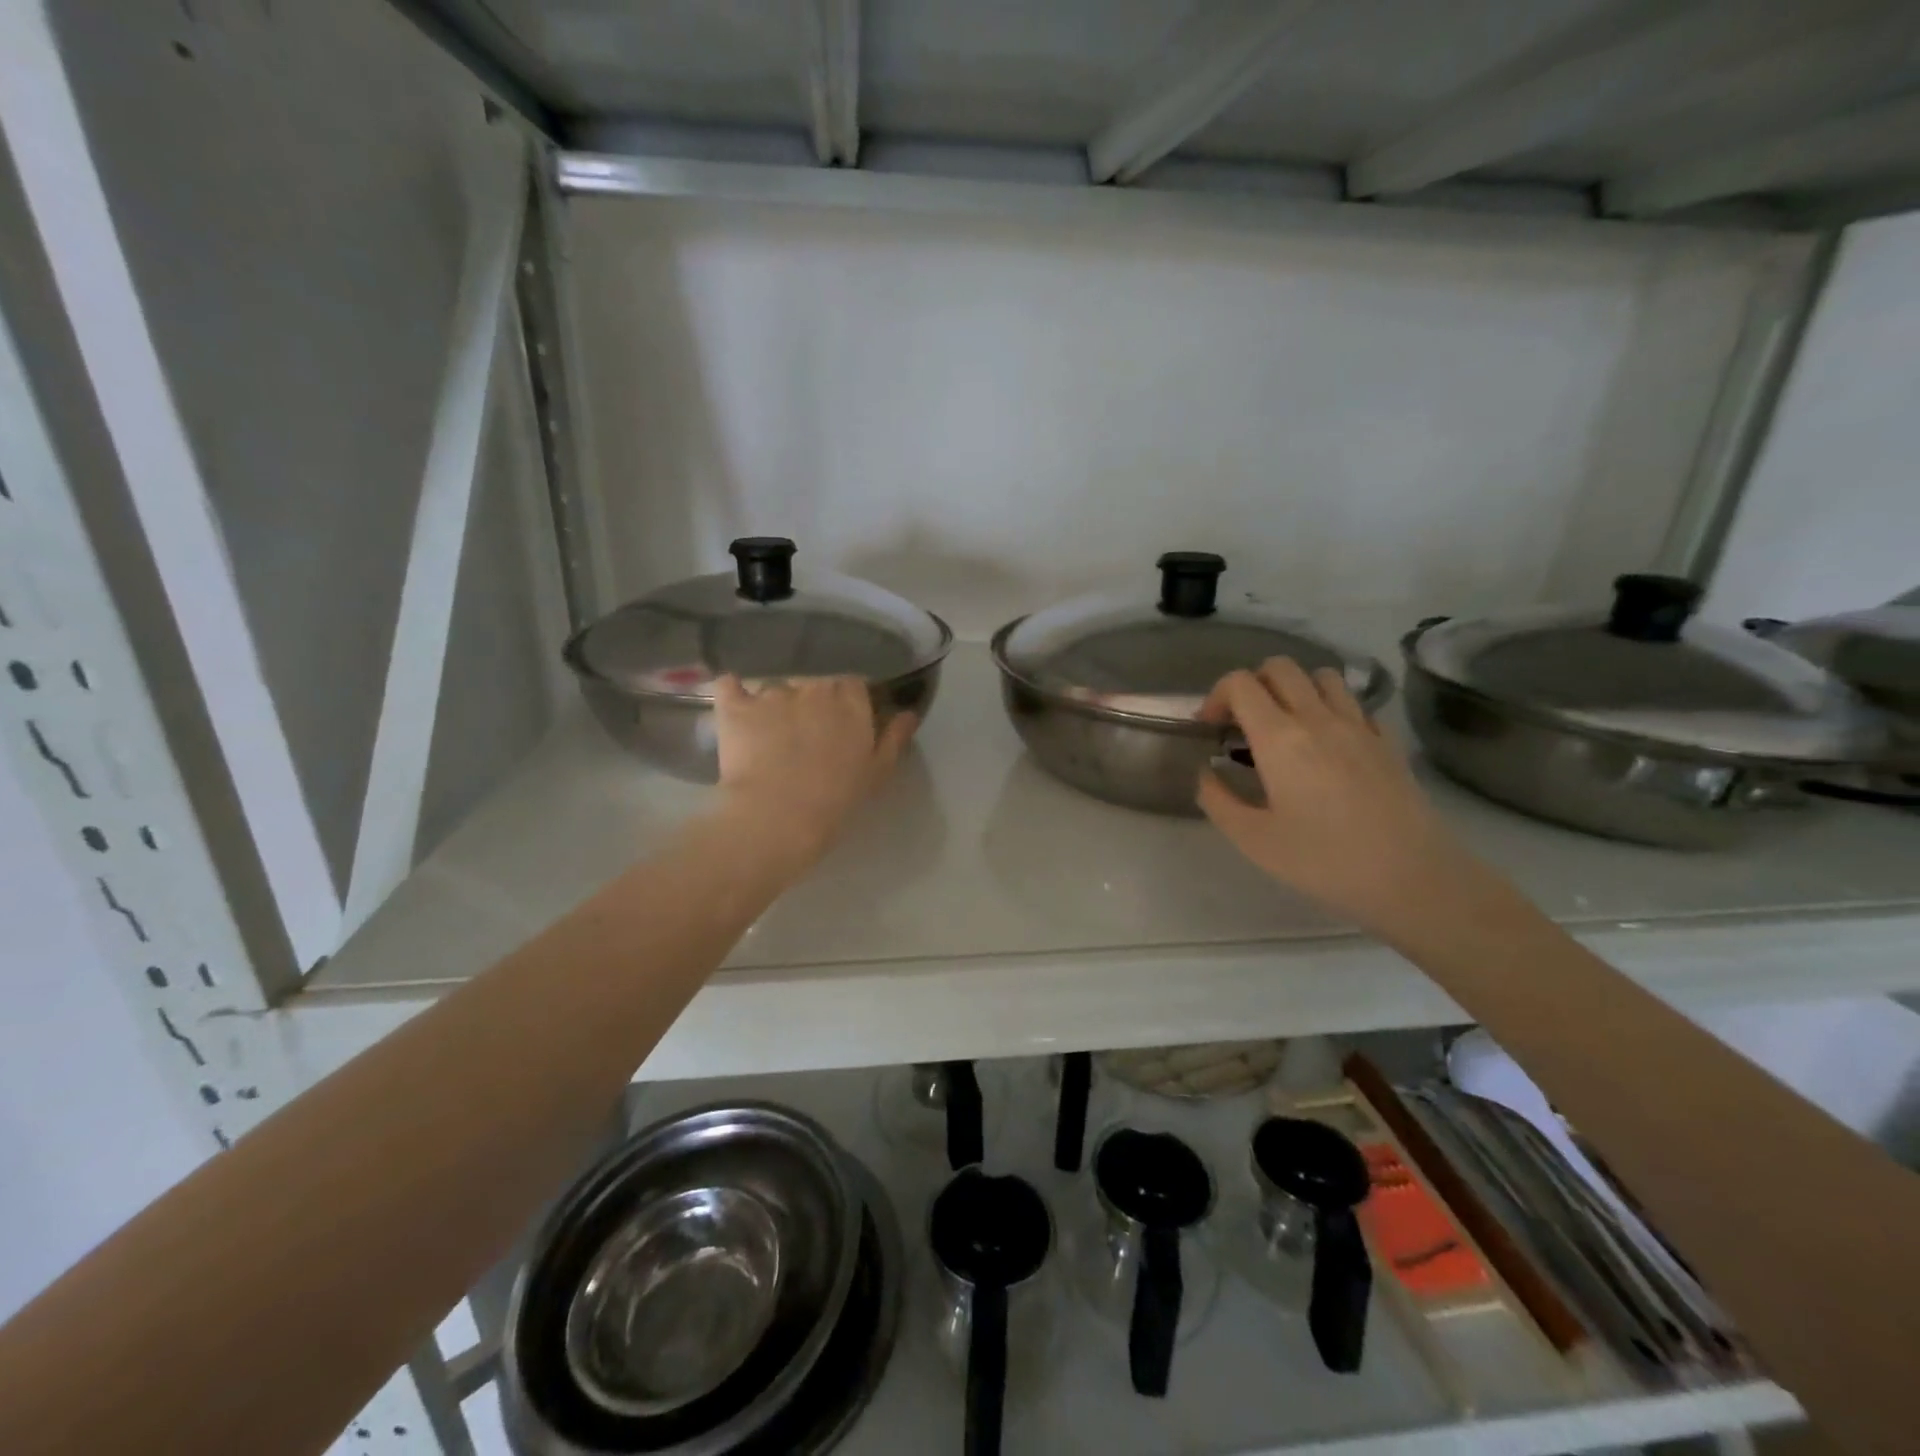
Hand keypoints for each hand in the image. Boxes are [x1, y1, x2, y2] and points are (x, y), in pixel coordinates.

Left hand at [712, 676, 916, 870]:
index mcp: (850, 699)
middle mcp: (813, 686)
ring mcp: (771, 693)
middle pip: (813, 683)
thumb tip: (908, 713)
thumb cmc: (836, 799)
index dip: (846, 704)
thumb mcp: (877, 772)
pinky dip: (733, 692)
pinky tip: (734, 704)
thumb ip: (895, 737)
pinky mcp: (735, 707)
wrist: (778, 817)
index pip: (852, 685)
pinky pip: (730, 685)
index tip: (842, 726)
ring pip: (775, 687)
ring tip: (768, 736)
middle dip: (810, 703)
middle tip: (805, 737)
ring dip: (774, 704)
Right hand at [1196, 658, 1479, 935]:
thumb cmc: (1324, 861)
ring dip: (1295, 689)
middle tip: (1243, 722)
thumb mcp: (1253, 840)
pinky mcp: (1387, 742)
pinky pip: (1355, 704)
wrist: (1413, 878)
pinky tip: (1327, 744)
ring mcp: (1359, 726)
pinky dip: (1333, 709)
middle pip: (1280, 667)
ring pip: (1322, 676)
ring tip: (1285, 725)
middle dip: (1253, 684)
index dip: (1217, 696)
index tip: (1211, 728)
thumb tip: (1206, 772)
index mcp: (1280, 738)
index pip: (1241, 683)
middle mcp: (1319, 718)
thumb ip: (1218, 800)